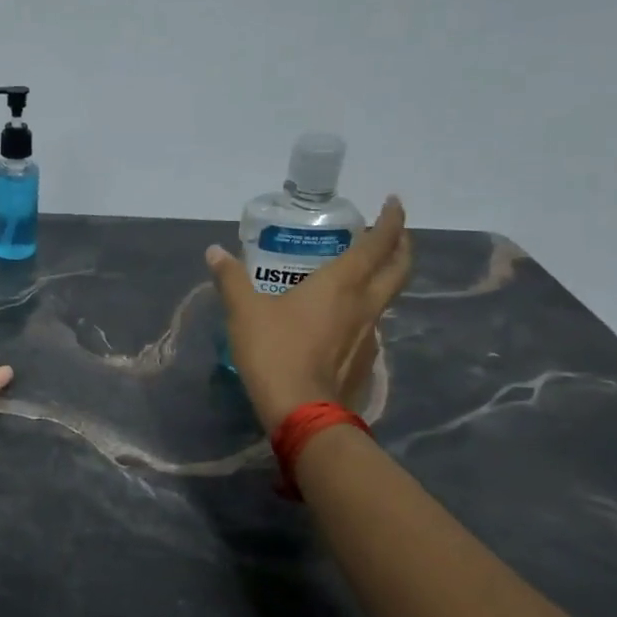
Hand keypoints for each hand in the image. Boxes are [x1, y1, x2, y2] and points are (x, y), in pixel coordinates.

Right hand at [208, 197, 411, 431]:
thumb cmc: (275, 352)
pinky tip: (343, 318)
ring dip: (384, 278)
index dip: (391, 220)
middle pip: (399, 268)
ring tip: (364, 273)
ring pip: (388, 297)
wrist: (303, 412)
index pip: (378, 243)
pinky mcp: (365, 361)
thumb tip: (215, 251)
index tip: (393, 203)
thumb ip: (231, 279)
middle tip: (394, 232)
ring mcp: (370, 334)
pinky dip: (365, 310)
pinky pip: (372, 324)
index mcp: (342, 283)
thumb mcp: (244, 312)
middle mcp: (365, 304)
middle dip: (402, 244)